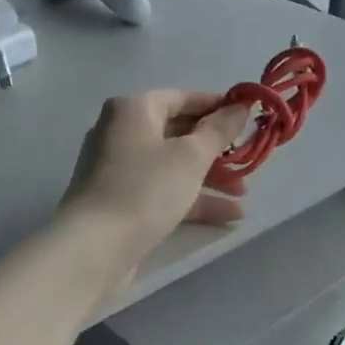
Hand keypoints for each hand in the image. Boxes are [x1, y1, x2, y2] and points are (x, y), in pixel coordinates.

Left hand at [59, 89, 252, 267]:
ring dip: (210, 179)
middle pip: (179, 133)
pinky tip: (228, 217)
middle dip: (217, 150)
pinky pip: (163, 192)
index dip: (218, 107)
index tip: (249, 120)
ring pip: (173, 166)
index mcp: (133, 110)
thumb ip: (219, 130)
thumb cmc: (146, 188)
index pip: (183, 98)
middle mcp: (122, 133)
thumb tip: (240, 106)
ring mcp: (119, 170)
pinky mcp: (121, 202)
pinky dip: (193, 199)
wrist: (95, 247)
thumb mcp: (191, 156)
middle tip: (249, 163)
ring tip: (243, 196)